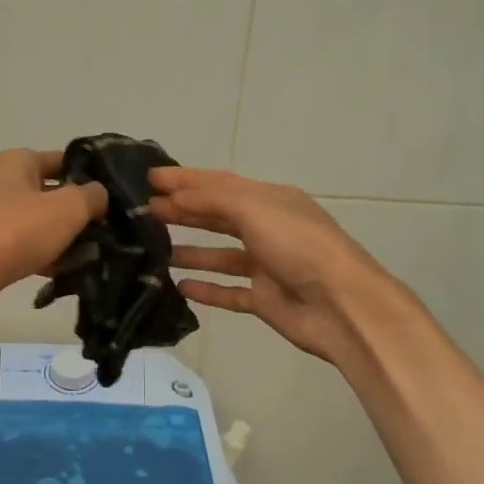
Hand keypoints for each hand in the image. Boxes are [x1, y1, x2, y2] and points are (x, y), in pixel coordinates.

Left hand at [0, 149, 107, 331]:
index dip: (93, 175)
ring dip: (69, 240)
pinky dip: (50, 259)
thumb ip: (92, 196)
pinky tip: (71, 275)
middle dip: (84, 213)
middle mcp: (7, 185)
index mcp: (19, 162)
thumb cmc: (15, 232)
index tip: (120, 196)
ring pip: (46, 225)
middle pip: (57, 195)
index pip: (66, 160)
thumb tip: (100, 195)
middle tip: (114, 231)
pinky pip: (32, 249)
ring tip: (98, 256)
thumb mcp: (67, 208)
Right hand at [149, 167, 394, 363]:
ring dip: (190, 250)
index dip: (184, 179)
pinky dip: (206, 288)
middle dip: (183, 211)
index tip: (148, 178)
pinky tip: (179, 287)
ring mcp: (267, 266)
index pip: (219, 183)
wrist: (340, 305)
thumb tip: (175, 194)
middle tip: (143, 212)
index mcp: (271, 200)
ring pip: (221, 255)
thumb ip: (213, 198)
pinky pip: (229, 292)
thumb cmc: (299, 246)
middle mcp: (268, 229)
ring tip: (153, 249)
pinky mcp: (265, 300)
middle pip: (218, 216)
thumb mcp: (256, 208)